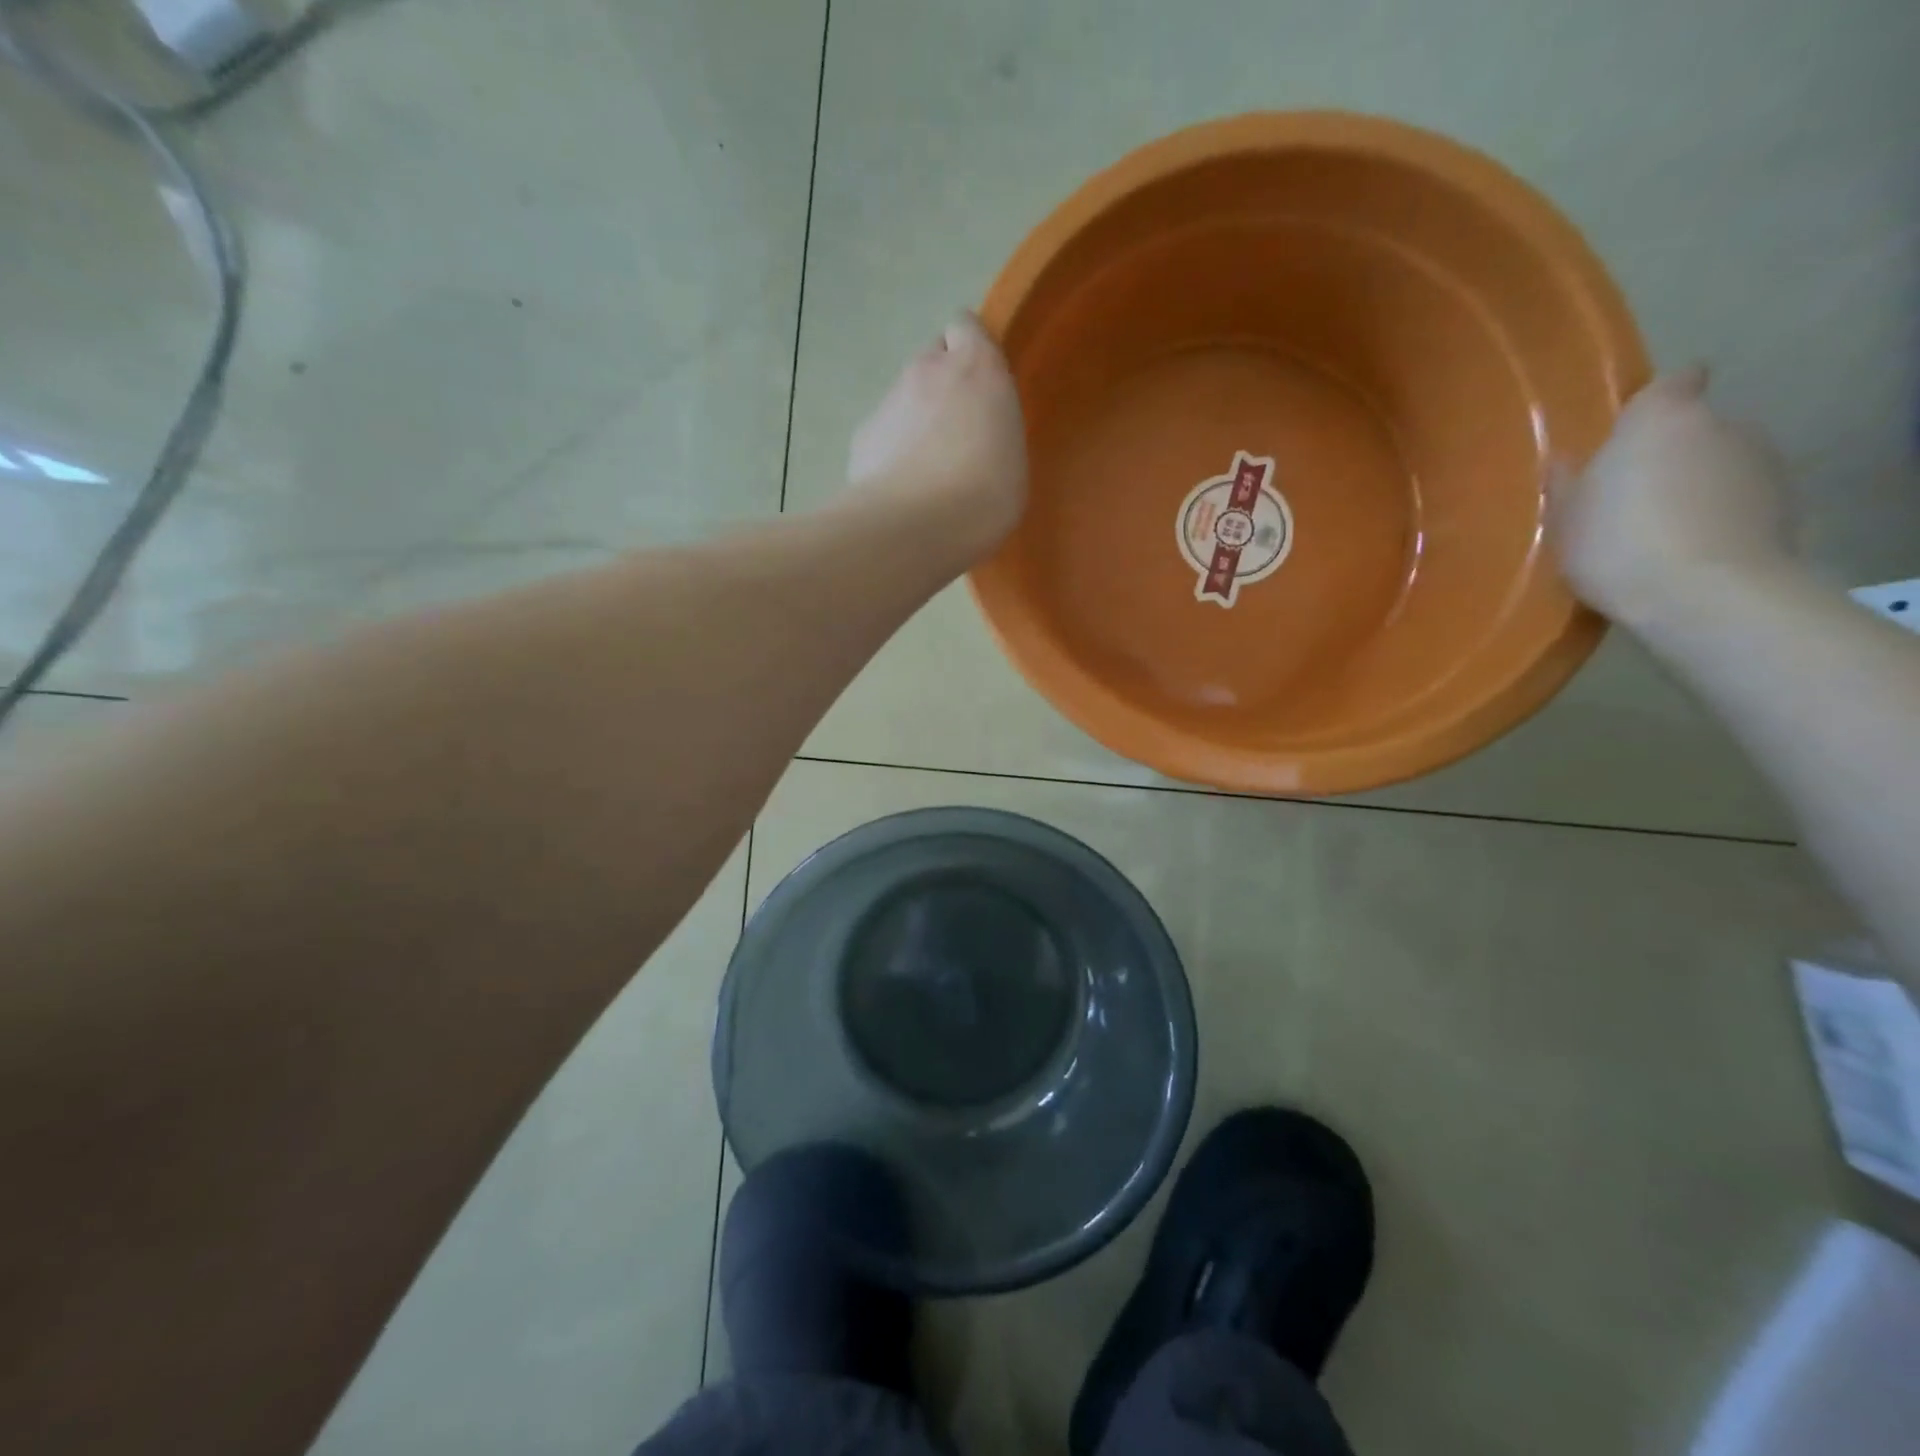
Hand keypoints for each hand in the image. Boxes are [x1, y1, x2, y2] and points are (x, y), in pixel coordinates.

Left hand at [847, 313, 1027, 556]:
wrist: (916, 525)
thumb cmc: (985, 493)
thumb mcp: (1012, 458)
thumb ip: (991, 428)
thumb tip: (973, 437)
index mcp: (977, 367)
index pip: (965, 327)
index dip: (969, 350)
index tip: (977, 382)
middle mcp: (928, 370)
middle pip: (932, 360)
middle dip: (941, 385)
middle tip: (955, 431)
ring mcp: (889, 400)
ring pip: (904, 399)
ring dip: (914, 422)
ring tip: (926, 472)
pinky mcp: (862, 435)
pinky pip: (882, 435)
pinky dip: (890, 453)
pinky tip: (901, 490)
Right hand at [1549, 369, 1792, 628]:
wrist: (1704, 594)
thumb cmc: (1616, 543)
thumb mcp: (1565, 518)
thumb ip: (1569, 482)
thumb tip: (1567, 462)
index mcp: (1661, 420)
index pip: (1674, 382)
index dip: (1658, 401)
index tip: (1636, 430)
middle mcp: (1723, 425)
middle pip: (1697, 429)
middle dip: (1672, 454)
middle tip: (1632, 498)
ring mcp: (1764, 463)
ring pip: (1723, 465)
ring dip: (1699, 487)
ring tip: (1662, 534)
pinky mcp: (1788, 504)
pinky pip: (1743, 501)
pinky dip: (1722, 517)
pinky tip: (1691, 554)